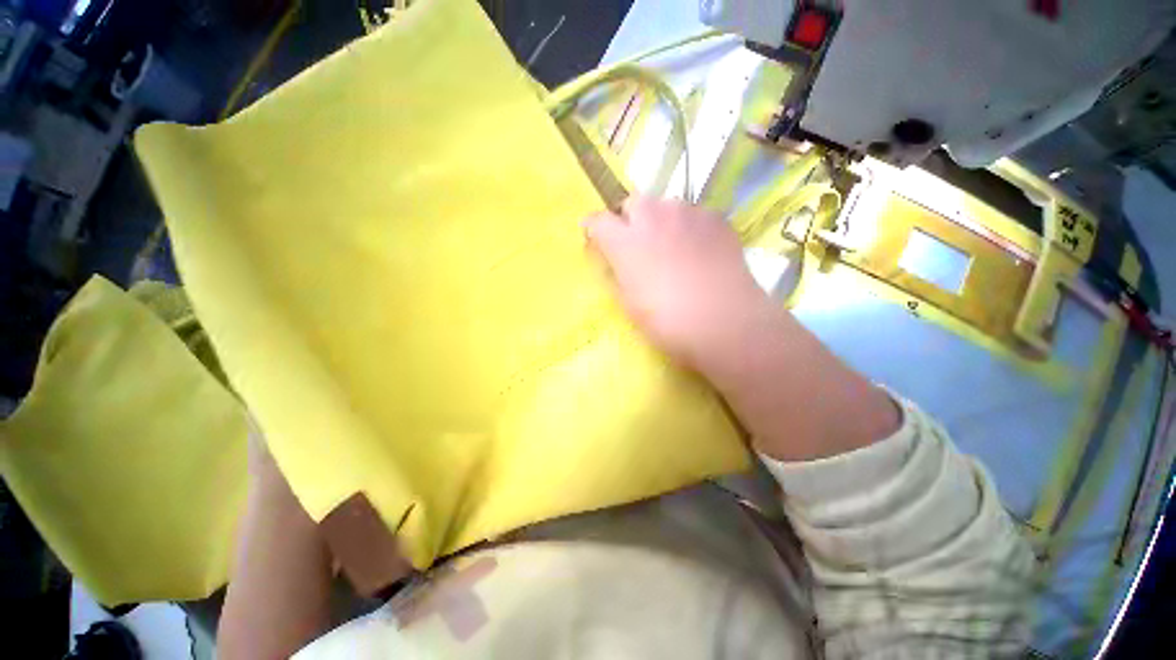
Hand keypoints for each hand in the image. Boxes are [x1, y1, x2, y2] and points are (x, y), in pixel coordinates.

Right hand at [583, 195, 769, 370]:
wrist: (725, 322)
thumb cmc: (667, 321)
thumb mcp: (628, 304)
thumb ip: (612, 274)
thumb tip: (606, 258)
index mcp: (625, 241)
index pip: (598, 221)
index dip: (594, 230)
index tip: (596, 240)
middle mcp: (654, 217)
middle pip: (633, 203)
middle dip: (629, 219)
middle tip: (637, 245)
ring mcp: (688, 214)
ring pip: (665, 206)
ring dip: (660, 221)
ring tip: (671, 247)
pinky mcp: (716, 219)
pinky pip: (693, 215)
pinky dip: (689, 227)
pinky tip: (698, 251)